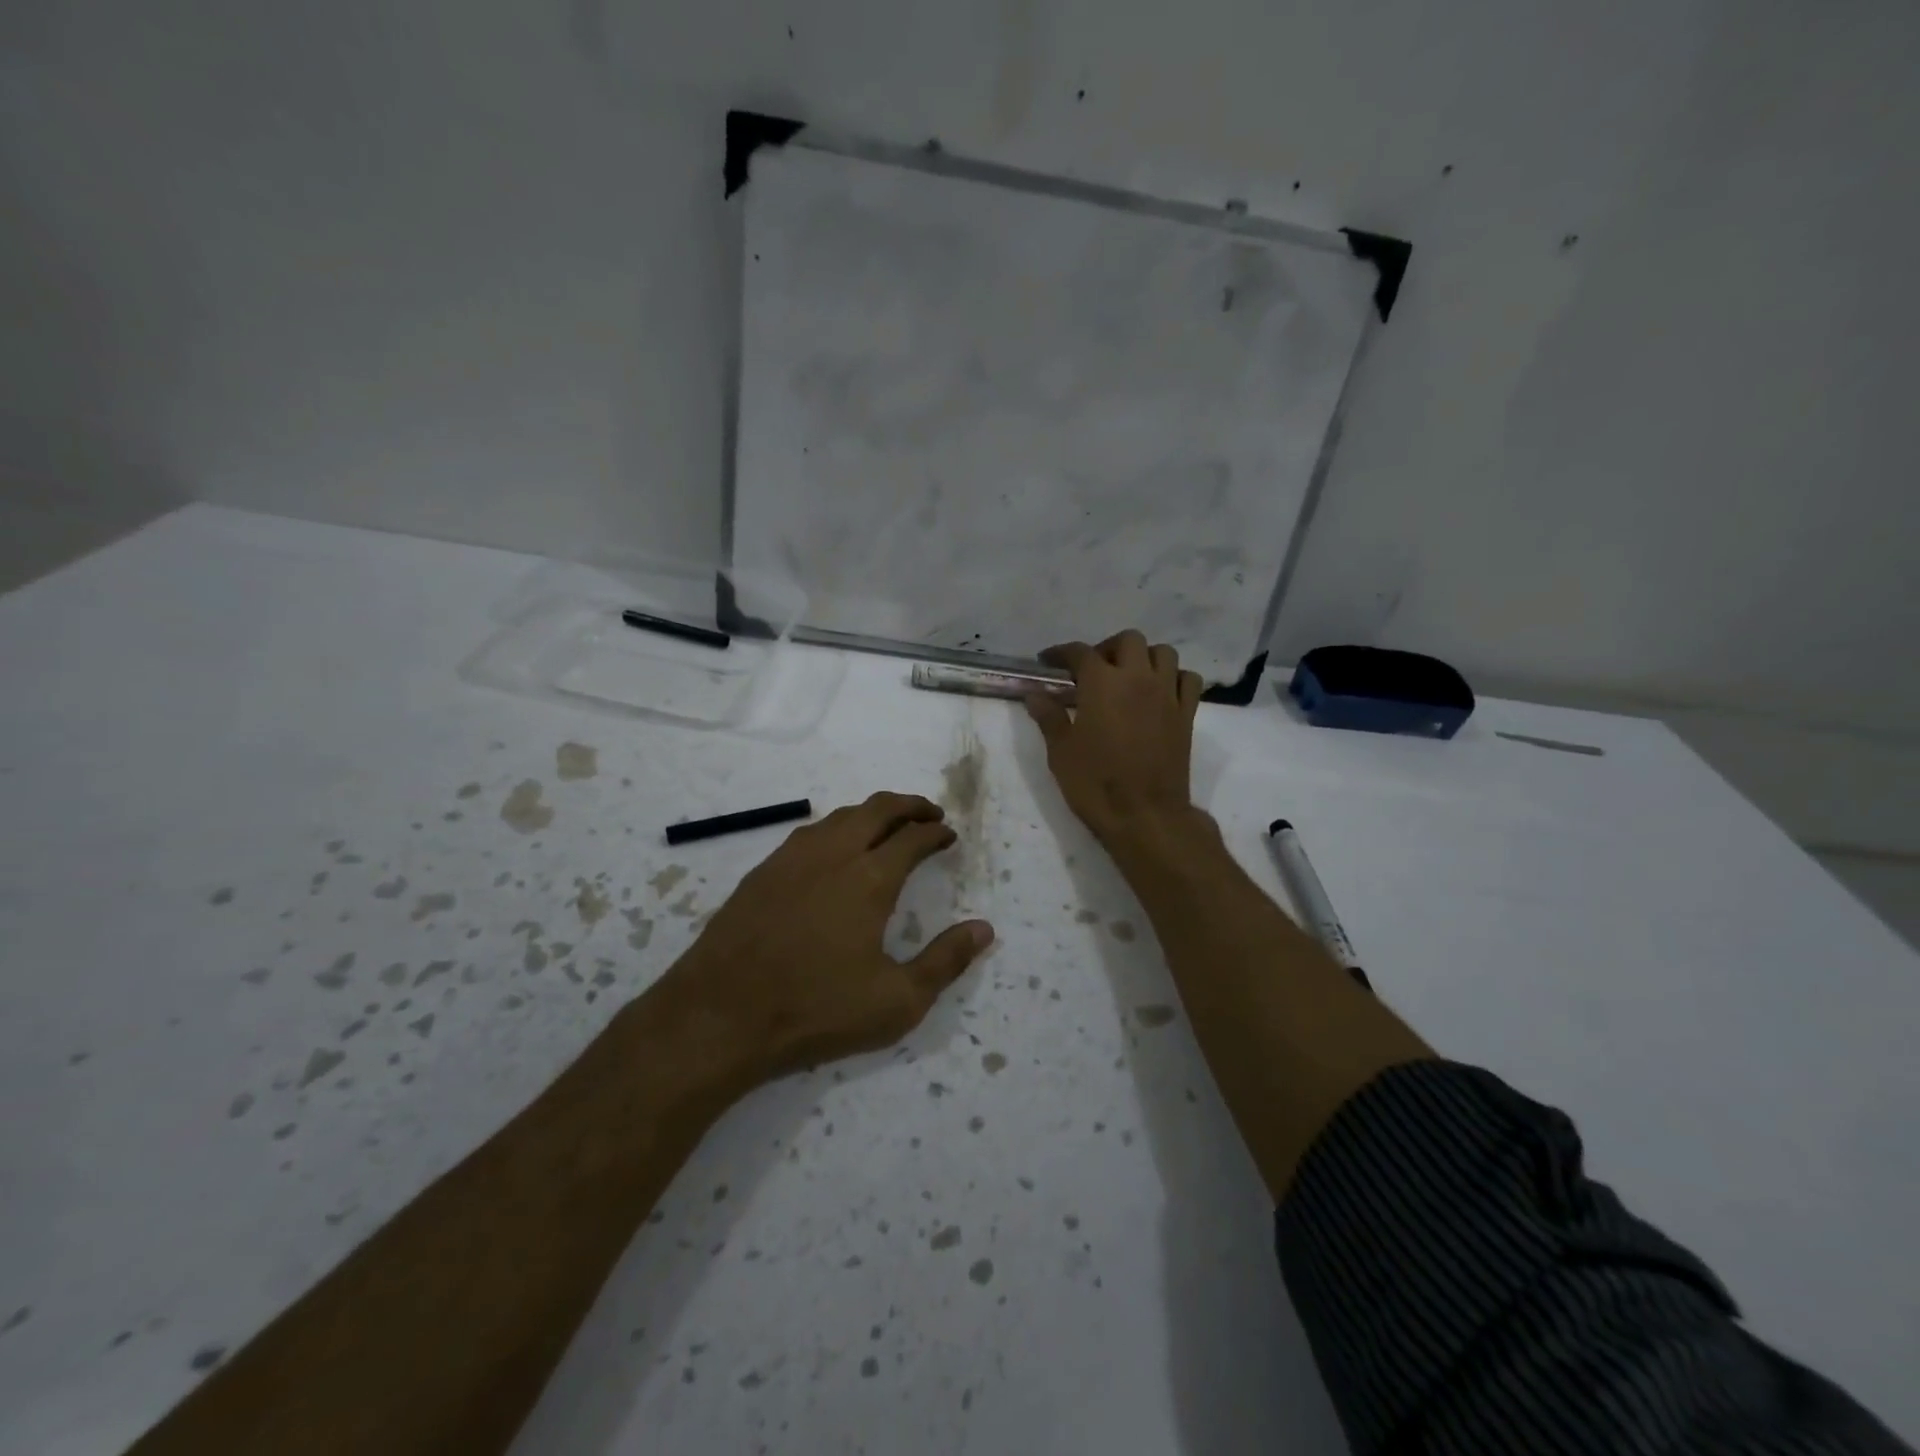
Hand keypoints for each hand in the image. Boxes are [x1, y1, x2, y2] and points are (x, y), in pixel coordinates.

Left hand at [657, 793, 993, 1083]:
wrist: (720, 1014)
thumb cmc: (816, 1009)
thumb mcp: (896, 1001)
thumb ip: (945, 961)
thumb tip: (984, 929)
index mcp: (869, 878)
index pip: (913, 837)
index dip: (936, 832)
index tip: (949, 835)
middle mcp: (833, 854)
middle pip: (877, 809)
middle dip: (909, 805)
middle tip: (929, 814)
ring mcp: (792, 858)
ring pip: (840, 816)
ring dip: (871, 813)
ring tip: (887, 826)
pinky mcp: (762, 871)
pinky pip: (809, 832)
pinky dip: (836, 828)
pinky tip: (834, 850)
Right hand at [1024, 630, 1204, 845]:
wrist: (1145, 816)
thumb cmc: (1095, 784)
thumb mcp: (1060, 752)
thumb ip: (1049, 717)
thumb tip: (1035, 694)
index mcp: (1102, 683)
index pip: (1079, 652)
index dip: (1061, 653)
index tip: (1049, 662)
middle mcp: (1138, 678)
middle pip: (1128, 641)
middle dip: (1107, 648)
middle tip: (1092, 670)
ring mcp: (1167, 694)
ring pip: (1163, 653)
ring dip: (1144, 657)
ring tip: (1128, 677)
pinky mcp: (1187, 714)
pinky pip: (1188, 680)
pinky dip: (1174, 678)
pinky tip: (1160, 693)